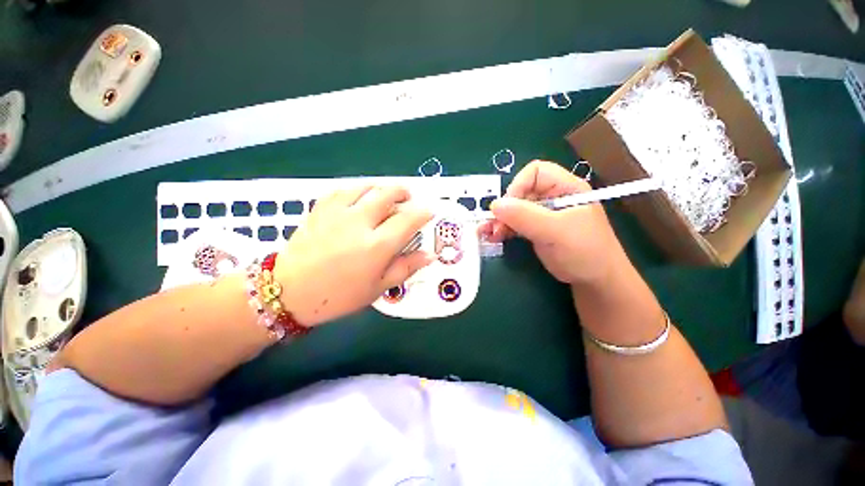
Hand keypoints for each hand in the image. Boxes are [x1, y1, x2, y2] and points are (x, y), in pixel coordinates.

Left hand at [274, 185, 432, 326]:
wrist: (289, 292)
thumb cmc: (338, 296)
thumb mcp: (378, 288)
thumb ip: (406, 268)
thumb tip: (429, 255)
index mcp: (377, 246)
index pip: (408, 220)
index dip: (422, 213)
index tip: (428, 212)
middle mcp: (360, 222)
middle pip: (388, 194)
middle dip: (403, 193)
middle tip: (408, 198)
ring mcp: (338, 212)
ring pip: (367, 187)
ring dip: (382, 188)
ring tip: (387, 194)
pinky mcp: (320, 208)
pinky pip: (343, 189)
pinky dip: (358, 189)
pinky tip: (360, 196)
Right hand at [480, 161, 626, 284]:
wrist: (595, 281)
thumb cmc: (584, 252)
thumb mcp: (555, 231)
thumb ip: (525, 216)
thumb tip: (494, 205)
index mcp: (565, 187)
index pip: (535, 172)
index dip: (518, 186)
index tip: (508, 208)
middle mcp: (552, 197)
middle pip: (520, 191)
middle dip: (505, 208)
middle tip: (495, 226)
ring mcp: (543, 214)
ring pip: (514, 209)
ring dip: (499, 220)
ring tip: (489, 234)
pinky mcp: (536, 229)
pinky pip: (514, 223)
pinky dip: (502, 229)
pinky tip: (493, 237)